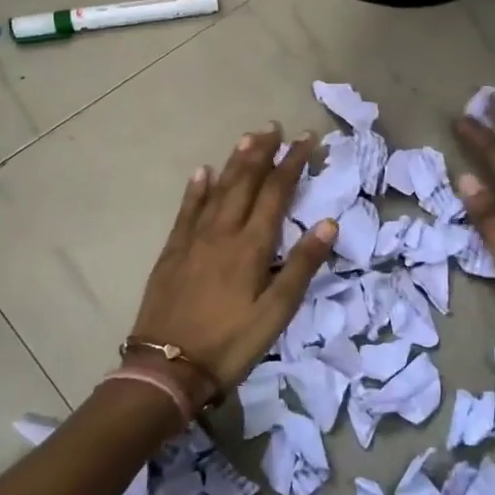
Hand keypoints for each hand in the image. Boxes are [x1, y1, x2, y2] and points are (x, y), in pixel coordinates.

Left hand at [128, 125, 336, 392]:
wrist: (166, 368)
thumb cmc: (230, 343)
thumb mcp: (277, 312)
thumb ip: (302, 265)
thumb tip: (328, 222)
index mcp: (251, 246)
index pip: (277, 193)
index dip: (292, 163)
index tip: (306, 139)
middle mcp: (222, 232)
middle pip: (245, 183)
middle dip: (262, 153)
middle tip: (274, 127)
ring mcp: (193, 240)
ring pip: (217, 190)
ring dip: (234, 162)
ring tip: (247, 138)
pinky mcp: (172, 252)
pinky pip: (186, 211)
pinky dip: (196, 189)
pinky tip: (202, 172)